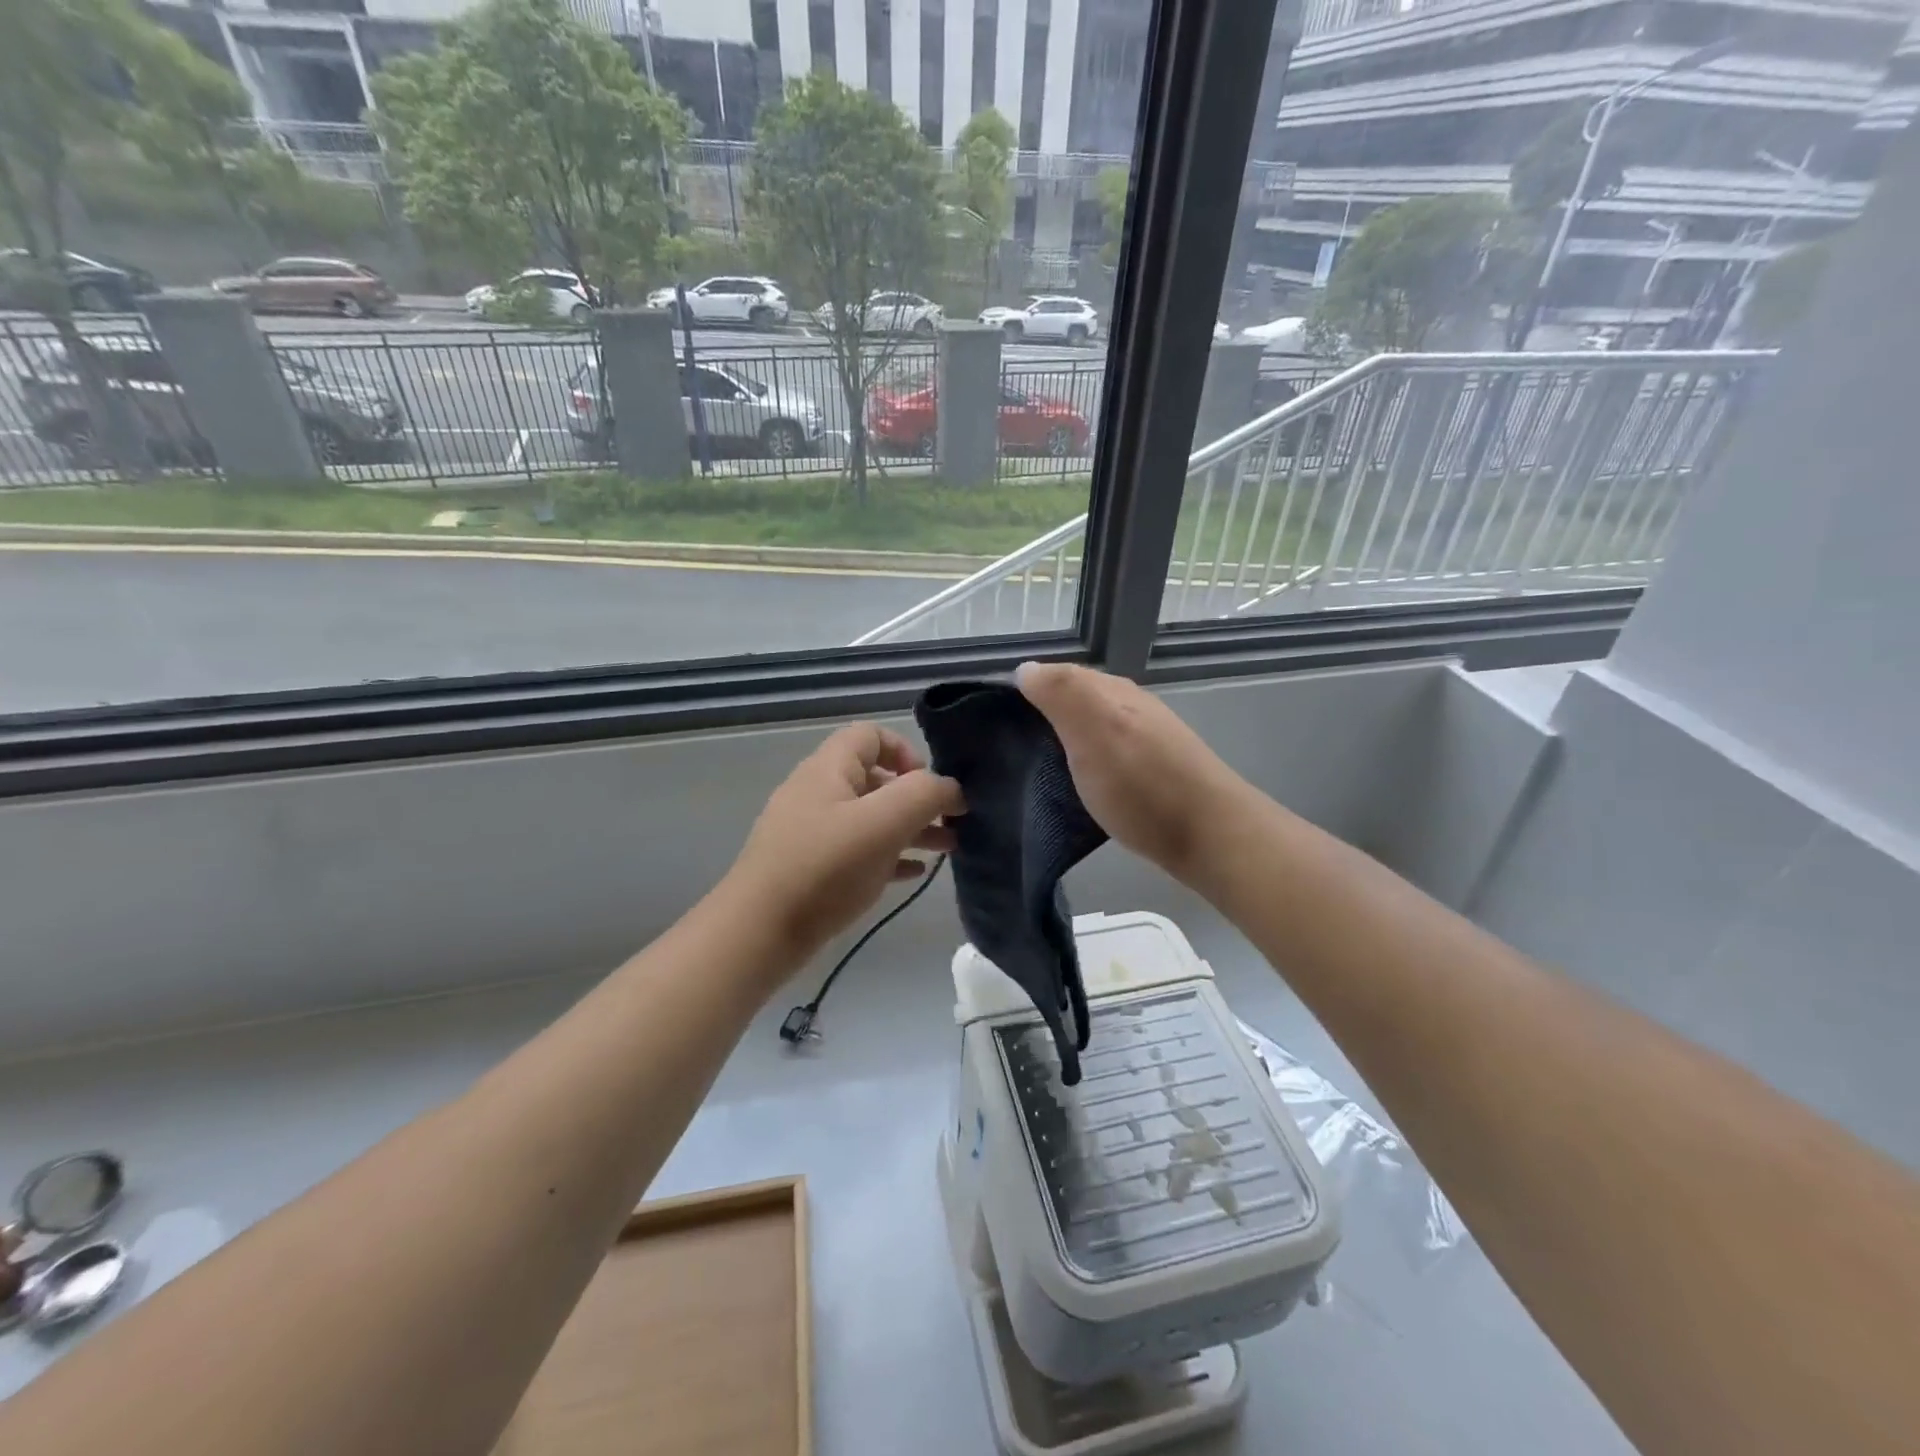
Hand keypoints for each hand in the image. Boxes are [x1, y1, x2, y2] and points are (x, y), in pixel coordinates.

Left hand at [726, 723, 963, 961]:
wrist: (759, 933)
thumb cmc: (825, 868)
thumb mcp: (883, 823)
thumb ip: (924, 795)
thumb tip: (950, 788)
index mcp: (829, 769)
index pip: (871, 735)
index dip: (906, 751)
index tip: (928, 785)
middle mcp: (819, 793)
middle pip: (876, 779)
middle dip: (918, 797)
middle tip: (952, 822)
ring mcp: (812, 832)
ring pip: (871, 818)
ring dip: (911, 828)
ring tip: (947, 849)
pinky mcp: (812, 868)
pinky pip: (859, 850)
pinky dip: (889, 855)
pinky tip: (914, 873)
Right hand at [1016, 662, 1247, 882]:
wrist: (1209, 834)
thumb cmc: (1141, 783)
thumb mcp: (1093, 729)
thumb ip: (1060, 694)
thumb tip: (1025, 668)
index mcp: (1110, 691)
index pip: (1056, 675)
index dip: (1025, 692)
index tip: (993, 721)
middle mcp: (1129, 705)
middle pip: (1074, 700)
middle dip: (1041, 716)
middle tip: (1007, 748)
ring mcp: (1145, 736)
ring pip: (1091, 727)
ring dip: (1063, 741)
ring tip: (1034, 769)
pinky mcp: (1153, 769)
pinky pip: (1106, 753)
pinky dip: (1085, 762)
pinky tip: (1077, 784)